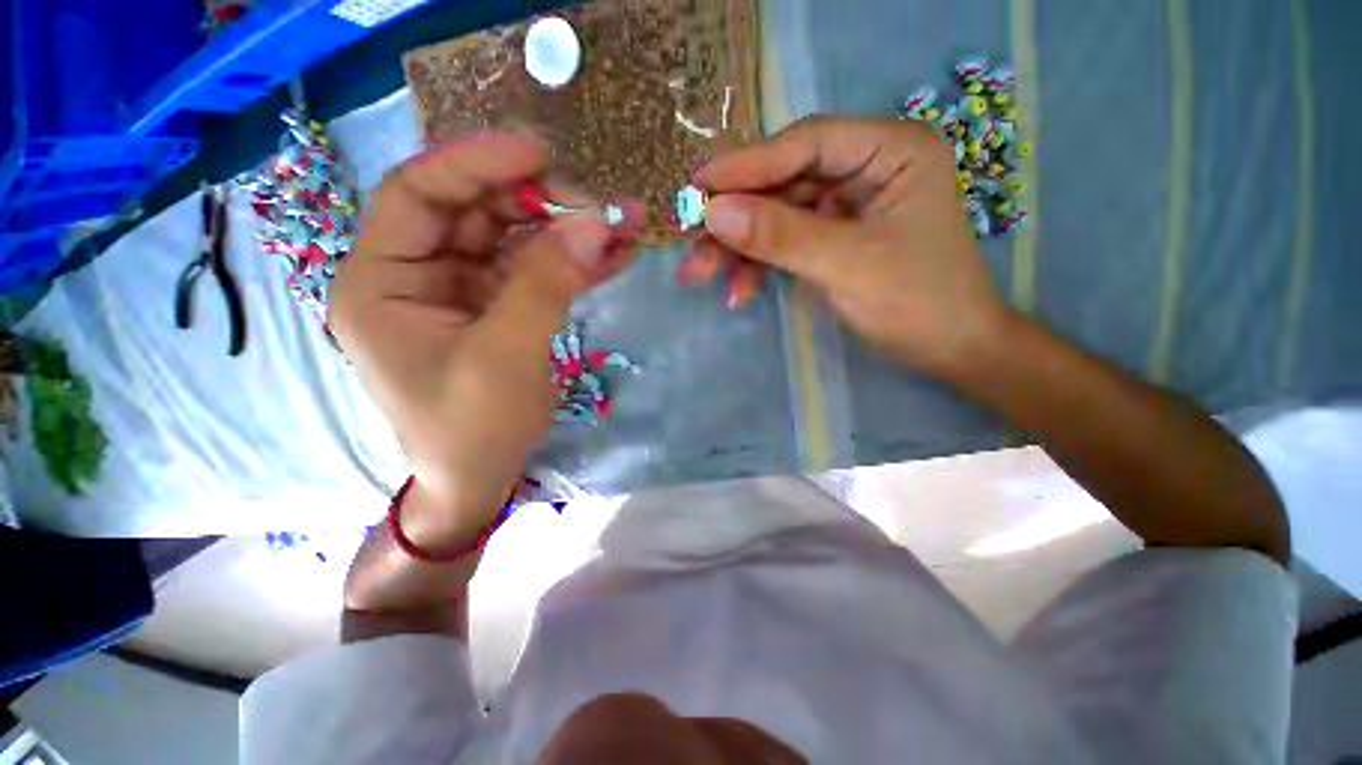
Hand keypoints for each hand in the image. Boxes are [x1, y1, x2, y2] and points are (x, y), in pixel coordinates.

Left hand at [329, 132, 643, 545]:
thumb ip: (545, 285)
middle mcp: (418, 276)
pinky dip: (575, 263)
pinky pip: (537, 272)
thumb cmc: (472, 429)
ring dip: (569, 232)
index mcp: (383, 282)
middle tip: (595, 203)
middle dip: (537, 202)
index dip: (474, 164)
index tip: (537, 150)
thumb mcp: (505, 357)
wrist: (481, 479)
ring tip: (623, 225)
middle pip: (476, 213)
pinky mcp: (500, 309)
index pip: (418, 195)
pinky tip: (615, 255)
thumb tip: (592, 224)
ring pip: (515, 240)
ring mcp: (464, 292)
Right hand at [685, 116, 1010, 377]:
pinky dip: (761, 265)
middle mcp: (869, 167)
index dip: (748, 164)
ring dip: (741, 247)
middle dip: (738, 218)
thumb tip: (714, 212)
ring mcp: (849, 205)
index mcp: (892, 151)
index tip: (698, 186)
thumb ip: (780, 236)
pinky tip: (741, 291)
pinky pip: (788, 241)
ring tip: (703, 275)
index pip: (807, 143)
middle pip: (786, 181)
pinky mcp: (836, 237)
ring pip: (780, 215)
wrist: (949, 351)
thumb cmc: (917, 303)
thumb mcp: (846, 266)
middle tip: (694, 243)